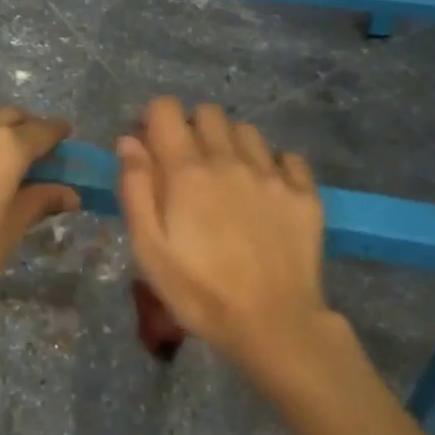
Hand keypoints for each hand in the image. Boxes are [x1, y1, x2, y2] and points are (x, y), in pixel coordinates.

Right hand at [115, 99, 336, 395]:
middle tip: (187, 167)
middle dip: (191, 128)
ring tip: (227, 179)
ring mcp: (273, 174)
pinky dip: (272, 165)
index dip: (153, 120)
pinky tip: (265, 192)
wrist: (273, 324)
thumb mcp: (149, 249)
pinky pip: (286, 157)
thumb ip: (135, 188)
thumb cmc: (199, 292)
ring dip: (230, 144)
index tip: (150, 148)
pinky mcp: (304, 193)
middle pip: (208, 113)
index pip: (166, 109)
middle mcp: (231, 160)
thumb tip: (129, 141)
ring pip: (247, 131)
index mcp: (188, 171)